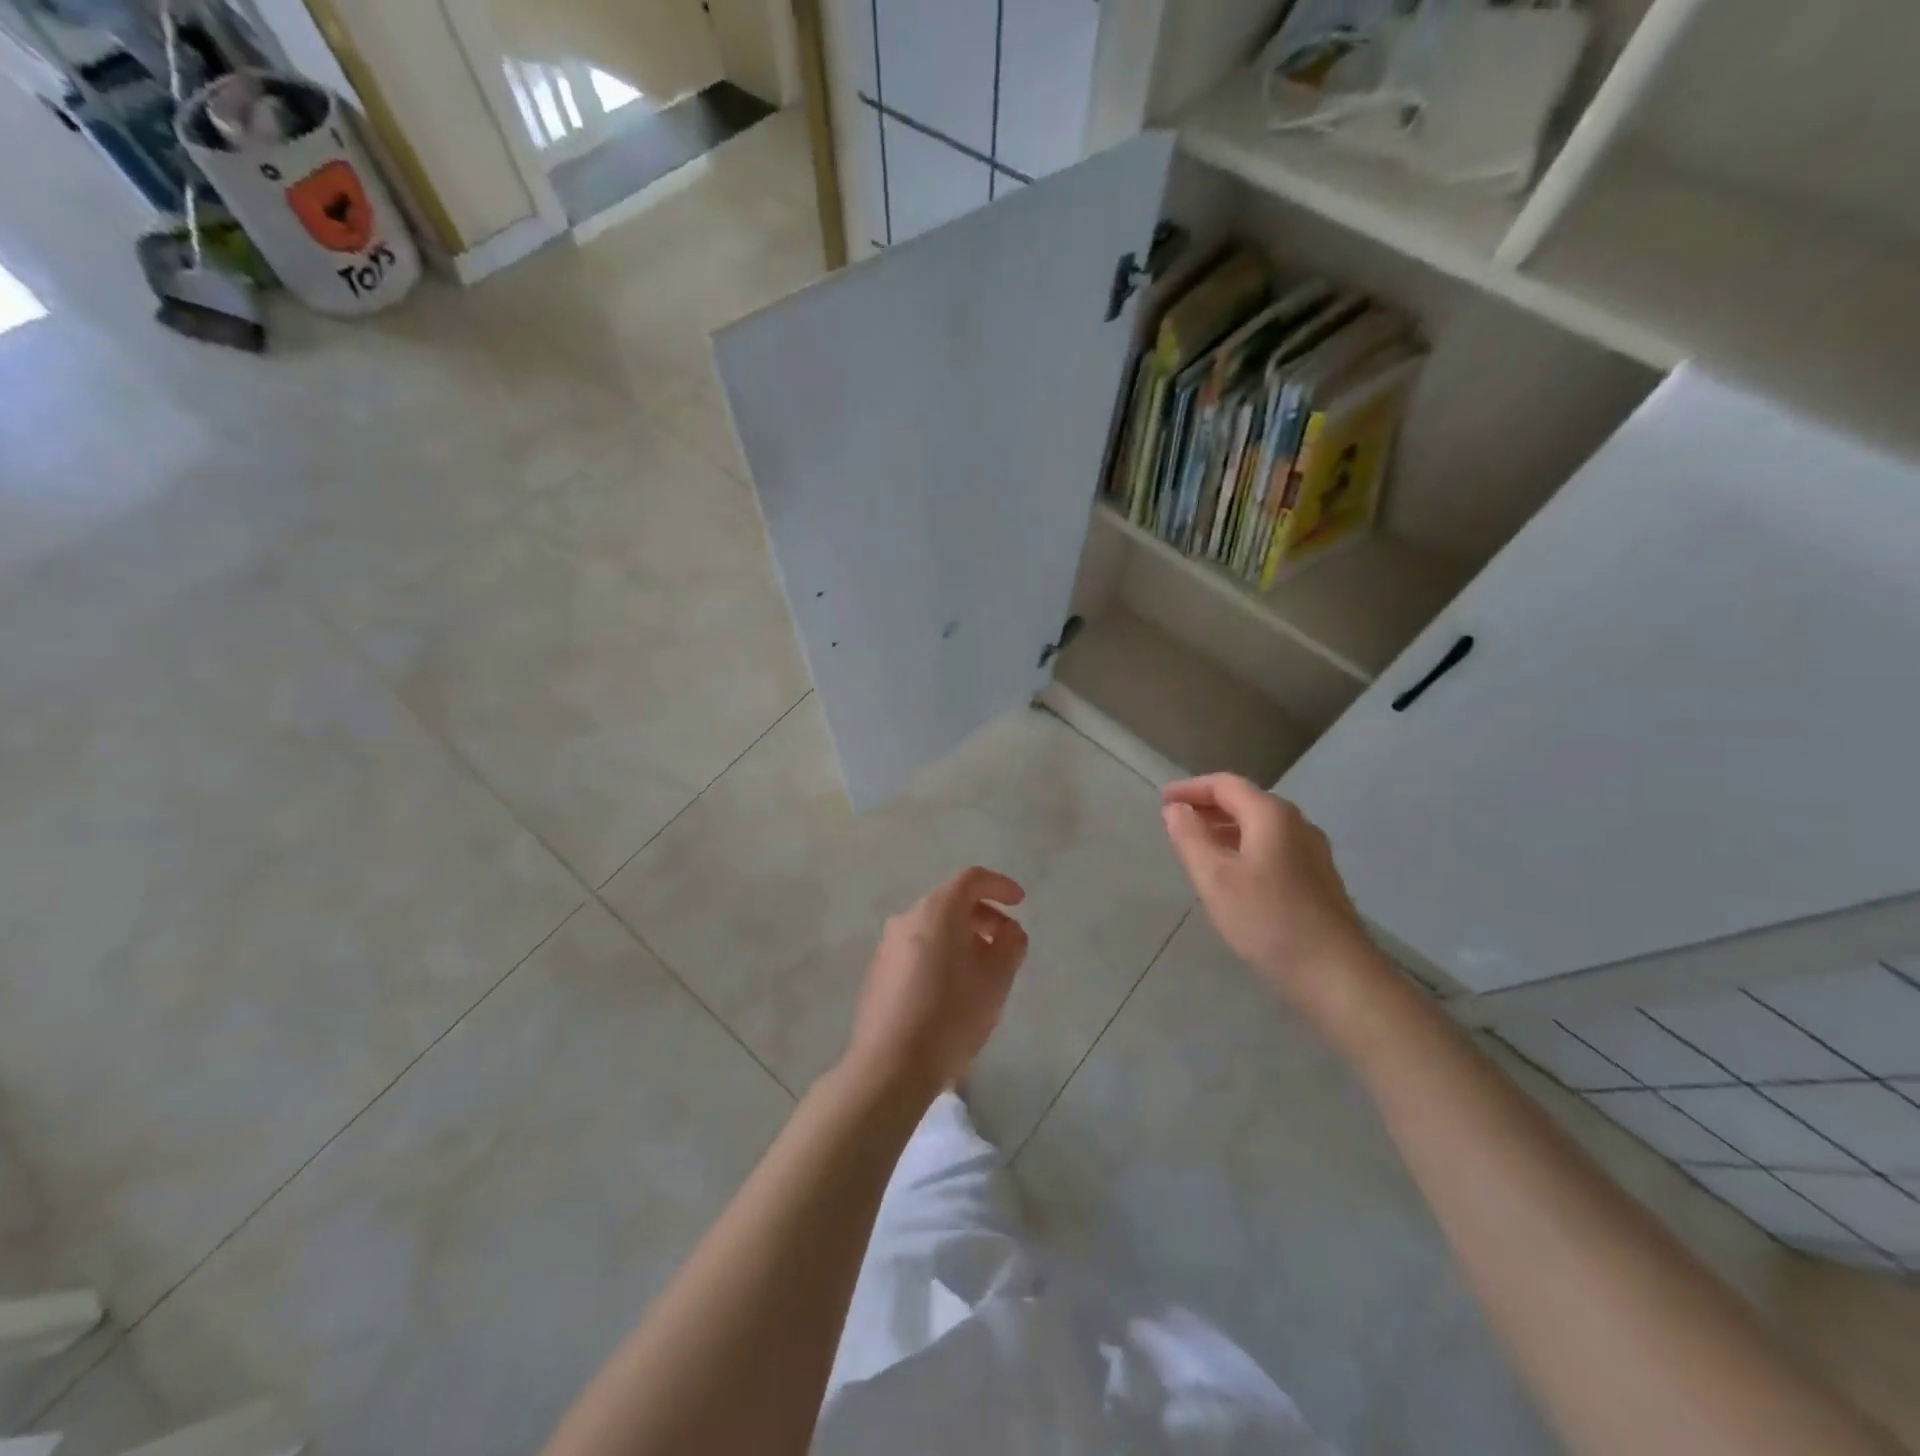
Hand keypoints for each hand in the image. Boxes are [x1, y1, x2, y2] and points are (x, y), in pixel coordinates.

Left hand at [844, 867, 1028, 1100]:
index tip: (1020, 903)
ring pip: (933, 927)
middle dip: (984, 916)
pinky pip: (917, 949)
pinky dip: (941, 955)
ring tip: (984, 972)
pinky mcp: (878, 972)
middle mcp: (907, 919)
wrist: (889, 1066)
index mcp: (936, 911)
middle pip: (951, 902)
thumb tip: (1009, 931)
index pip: (971, 879)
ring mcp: (887, 946)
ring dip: (963, 938)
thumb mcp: (996, 980)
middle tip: (1007, 944)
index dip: (999, 885)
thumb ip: (1010, 945)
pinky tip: (953, 990)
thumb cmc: (950, 1015)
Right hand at [1161, 775, 1386, 1037]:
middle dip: (1208, 806)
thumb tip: (1176, 809)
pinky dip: (1244, 847)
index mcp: (1272, 816)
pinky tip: (1231, 874)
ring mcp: (1312, 853)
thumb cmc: (1268, 921)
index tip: (1162, 801)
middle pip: (1246, 801)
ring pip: (1261, 827)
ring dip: (1225, 828)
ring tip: (1196, 846)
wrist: (1337, 976)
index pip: (1225, 784)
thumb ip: (1190, 838)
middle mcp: (1297, 825)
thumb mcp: (1215, 878)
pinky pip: (1273, 848)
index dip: (1191, 788)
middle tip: (1175, 821)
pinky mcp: (1318, 880)